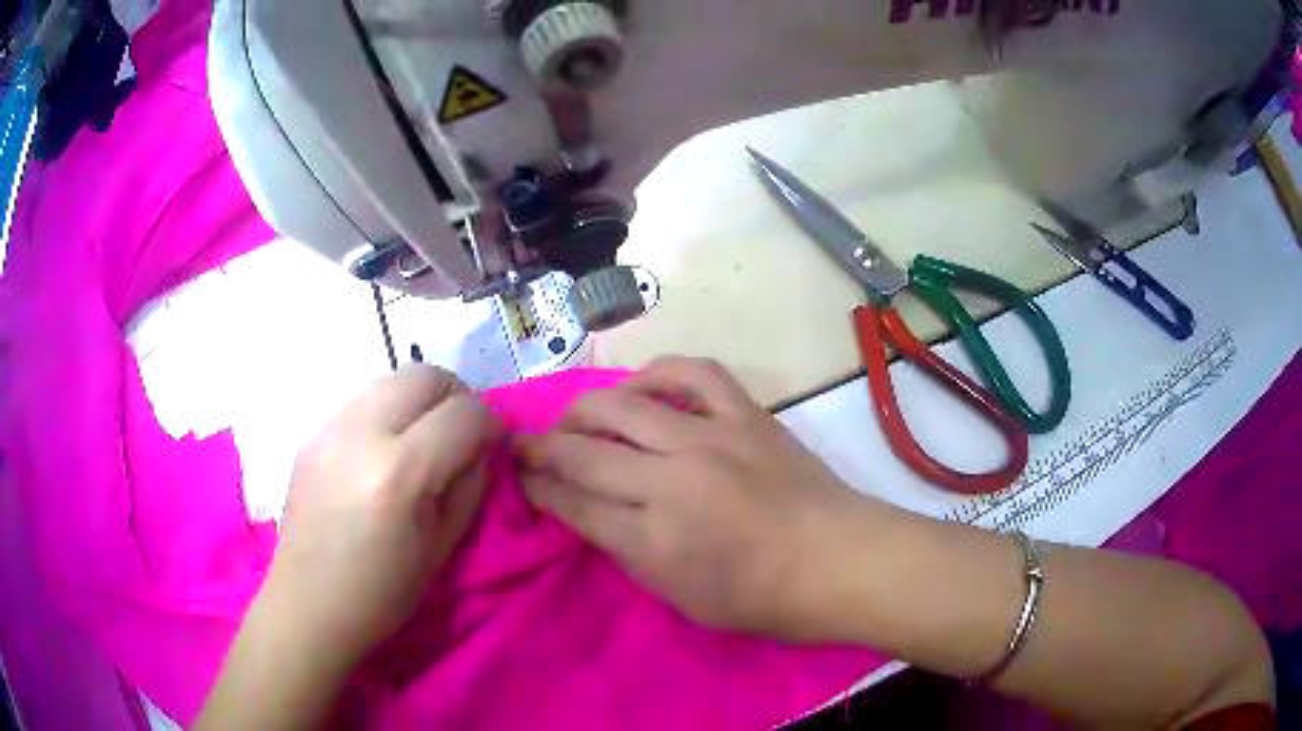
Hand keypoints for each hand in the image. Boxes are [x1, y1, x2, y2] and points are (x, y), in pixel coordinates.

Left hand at [265, 365, 499, 663]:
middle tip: (459, 435)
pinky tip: (383, 455)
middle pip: (424, 375)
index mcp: (399, 474)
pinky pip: (363, 401)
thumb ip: (471, 484)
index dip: (490, 424)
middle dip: (455, 397)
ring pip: (391, 380)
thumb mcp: (443, 547)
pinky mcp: (312, 432)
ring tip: (421, 444)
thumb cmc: (382, 593)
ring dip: (419, 403)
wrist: (308, 605)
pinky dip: (387, 415)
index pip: (464, 413)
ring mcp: (329, 427)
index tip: (491, 446)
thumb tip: (483, 446)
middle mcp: (360, 434)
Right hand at [518, 357, 865, 638]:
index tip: (521, 479)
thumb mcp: (681, 599)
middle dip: (540, 447)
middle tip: (525, 445)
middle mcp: (672, 481)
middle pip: (582, 451)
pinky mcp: (745, 414)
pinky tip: (642, 386)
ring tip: (575, 418)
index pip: (572, 504)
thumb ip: (630, 554)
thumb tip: (593, 513)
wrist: (838, 561)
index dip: (537, 489)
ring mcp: (710, 439)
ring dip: (584, 408)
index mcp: (654, 541)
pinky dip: (658, 372)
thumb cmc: (763, 599)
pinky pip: (692, 373)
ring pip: (622, 405)